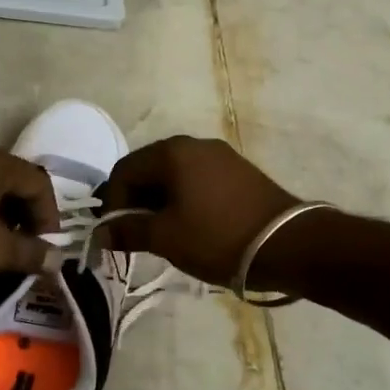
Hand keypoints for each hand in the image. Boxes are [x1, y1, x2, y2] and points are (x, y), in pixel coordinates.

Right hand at [99, 136, 300, 287]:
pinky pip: (197, 181)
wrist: (288, 244)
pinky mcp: (239, 172)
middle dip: (136, 203)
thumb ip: (128, 231)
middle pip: (148, 169)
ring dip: (160, 203)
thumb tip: (100, 233)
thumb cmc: (217, 237)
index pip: (124, 171)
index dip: (113, 204)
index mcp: (171, 152)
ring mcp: (220, 156)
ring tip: (163, 236)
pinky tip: (191, 227)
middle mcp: (194, 144)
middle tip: (136, 237)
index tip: (116, 235)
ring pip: (174, 176)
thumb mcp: (166, 237)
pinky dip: (184, 201)